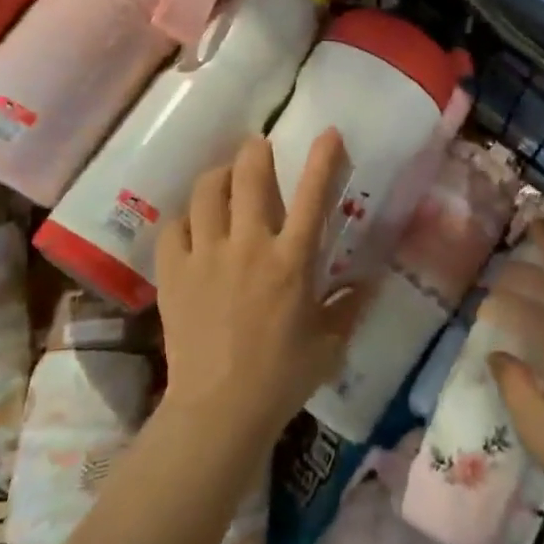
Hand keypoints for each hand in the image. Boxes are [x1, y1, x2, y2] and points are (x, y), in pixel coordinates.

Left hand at [154, 132, 366, 449]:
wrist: (218, 411)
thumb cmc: (282, 378)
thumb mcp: (329, 344)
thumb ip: (349, 306)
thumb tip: (369, 281)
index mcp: (292, 262)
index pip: (313, 196)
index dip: (323, 159)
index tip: (328, 132)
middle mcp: (250, 246)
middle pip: (251, 176)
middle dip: (256, 151)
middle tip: (259, 147)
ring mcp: (207, 256)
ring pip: (208, 191)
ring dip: (219, 176)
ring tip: (225, 178)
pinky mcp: (174, 272)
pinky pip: (174, 226)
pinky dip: (186, 218)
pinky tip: (193, 225)